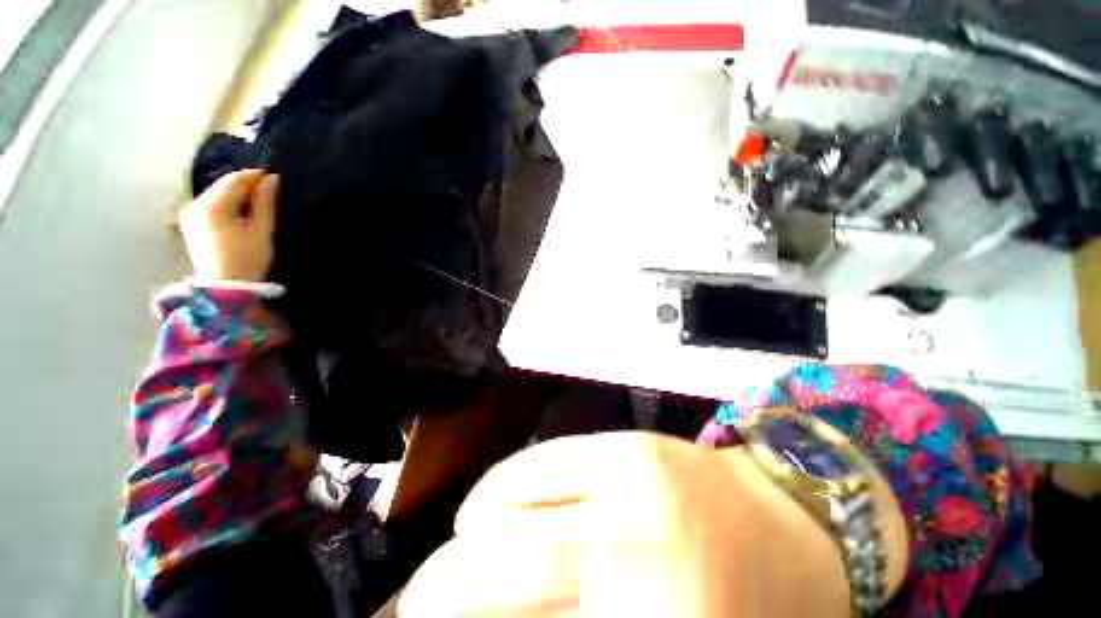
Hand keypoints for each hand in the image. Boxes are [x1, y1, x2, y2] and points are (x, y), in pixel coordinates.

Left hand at [178, 169, 278, 281]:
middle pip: (223, 185)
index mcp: (212, 205)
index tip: (274, 177)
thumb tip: (272, 180)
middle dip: (245, 185)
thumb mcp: (261, 229)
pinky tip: (239, 213)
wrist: (224, 288)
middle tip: (268, 190)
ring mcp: (190, 215)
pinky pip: (211, 205)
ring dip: (236, 195)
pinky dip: (226, 204)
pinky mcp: (191, 225)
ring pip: (217, 195)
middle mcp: (196, 204)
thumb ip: (265, 202)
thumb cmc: (247, 258)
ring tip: (256, 202)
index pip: (235, 179)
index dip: (255, 175)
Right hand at [399, 432, 853, 616]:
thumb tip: (512, 617)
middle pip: (493, 570)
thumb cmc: (752, 607)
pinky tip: (491, 511)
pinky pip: (535, 461)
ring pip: (503, 504)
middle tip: (422, 606)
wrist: (794, 520)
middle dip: (439, 593)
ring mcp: (625, 477)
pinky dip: (498, 490)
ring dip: (467, 539)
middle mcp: (631, 549)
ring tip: (461, 559)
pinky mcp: (622, 440)